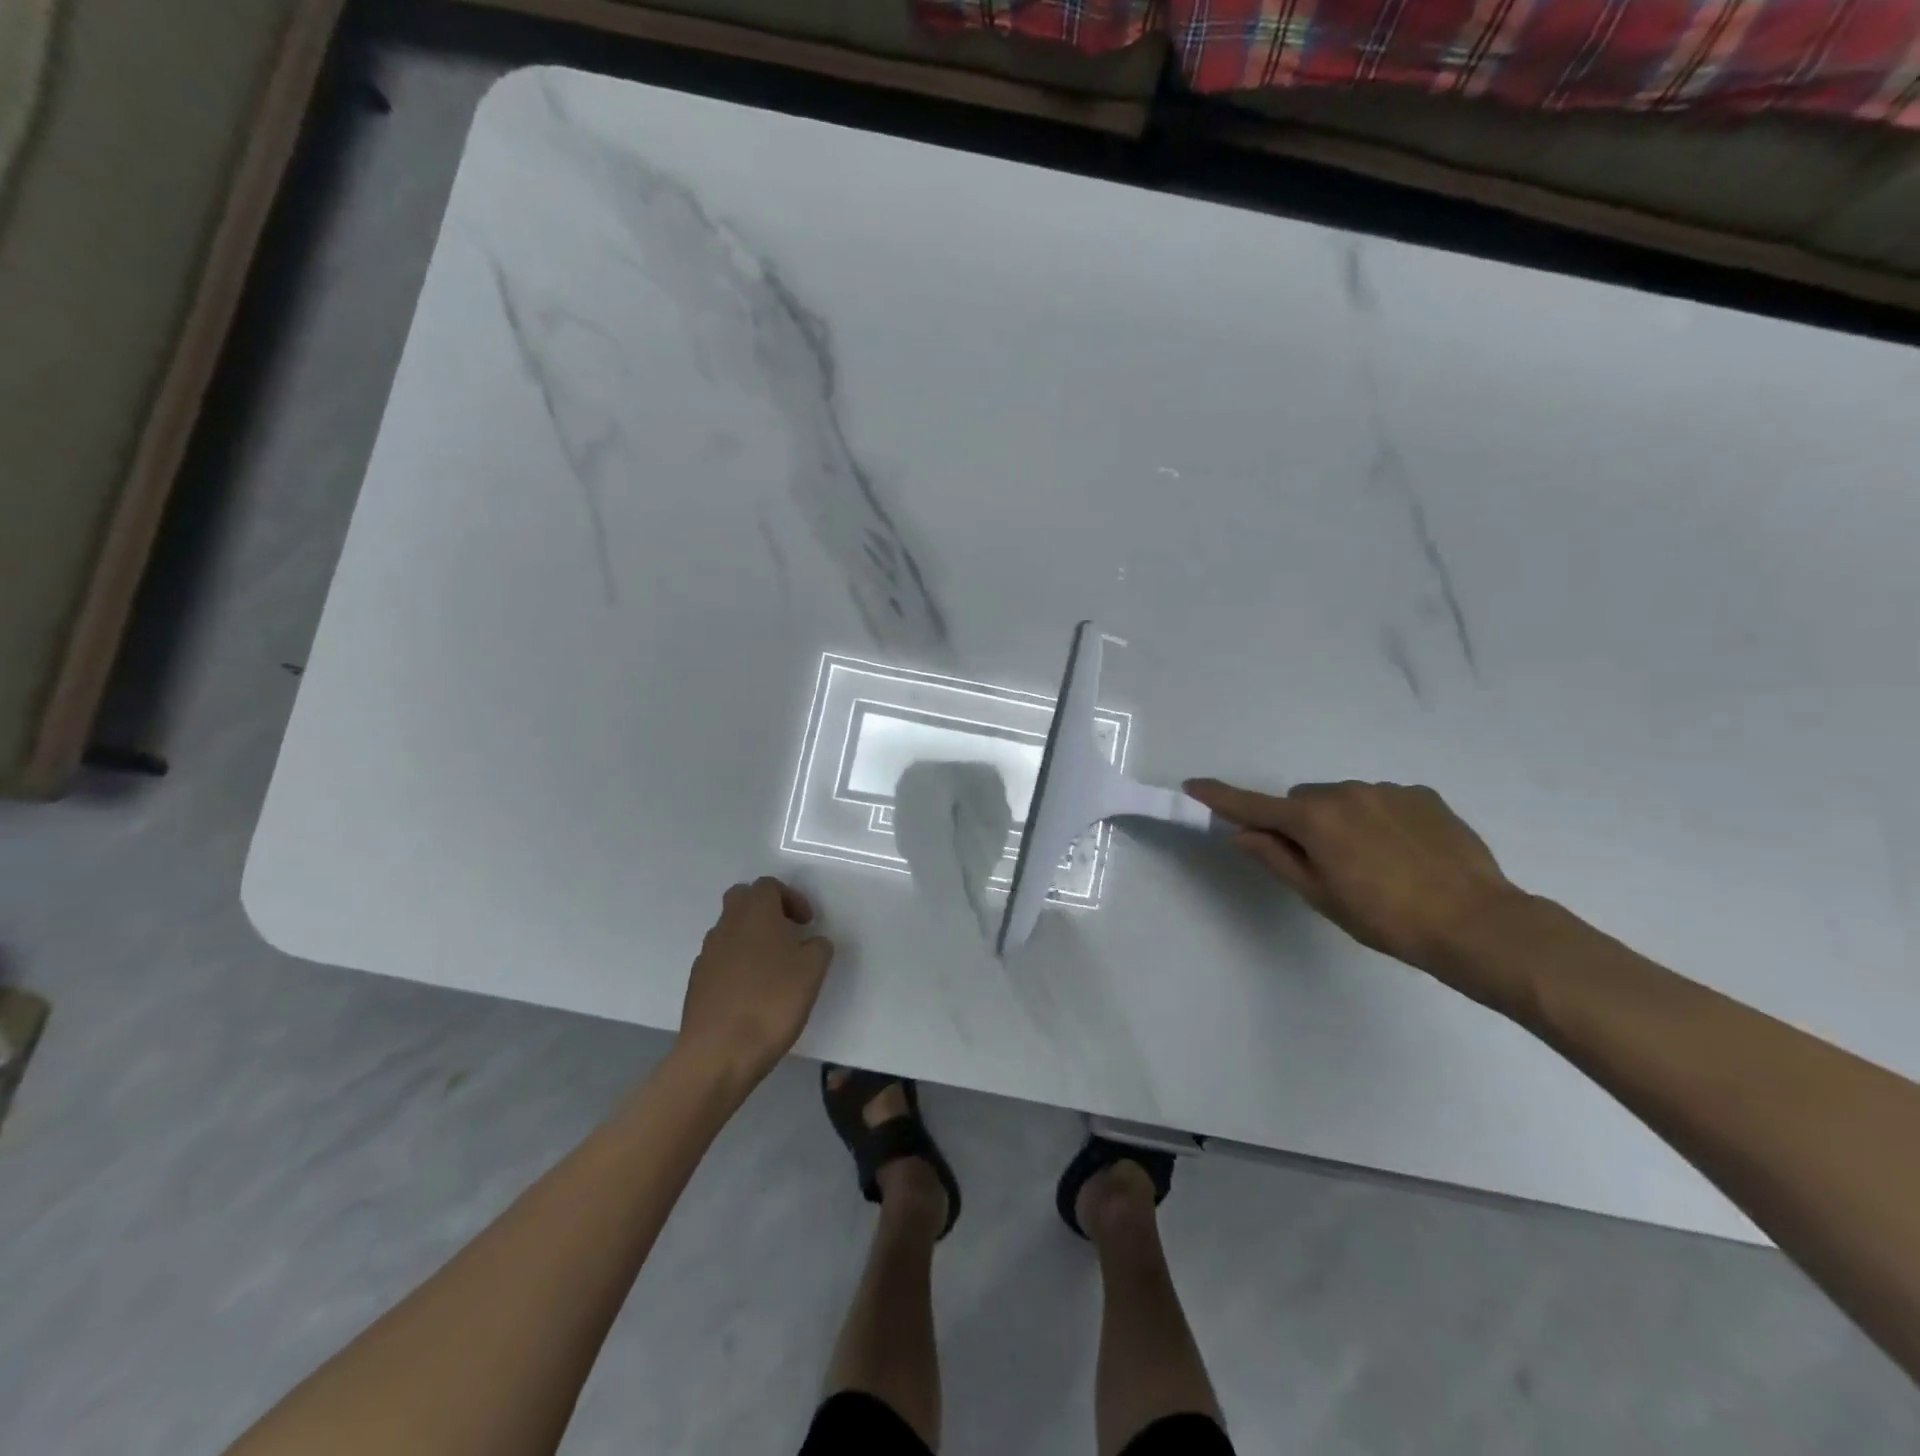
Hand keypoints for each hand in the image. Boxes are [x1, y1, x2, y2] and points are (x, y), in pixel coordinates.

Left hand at [676, 877, 834, 1091]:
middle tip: (787, 933)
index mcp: (755, 913)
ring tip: (773, 967)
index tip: (806, 924)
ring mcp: (707, 954)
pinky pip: (720, 959)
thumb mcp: (813, 971)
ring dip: (751, 938)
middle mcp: (726, 925)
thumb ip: (818, 947)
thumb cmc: (771, 1002)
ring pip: (729, 930)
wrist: (719, 1053)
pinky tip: (752, 992)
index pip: (768, 885)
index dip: (791, 898)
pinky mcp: (697, 983)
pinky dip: (737, 964)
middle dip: (765, 909)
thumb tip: (812, 942)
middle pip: (742, 899)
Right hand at [1185, 778, 1523, 989]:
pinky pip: (1382, 800)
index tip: (1192, 786)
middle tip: (1323, 864)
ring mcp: (1387, 790)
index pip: (1253, 805)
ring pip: (1343, 799)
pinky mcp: (1423, 795)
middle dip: (1301, 823)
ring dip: (1341, 821)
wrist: (1478, 923)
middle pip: (1302, 800)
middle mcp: (1345, 791)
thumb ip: (1276, 858)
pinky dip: (1378, 819)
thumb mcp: (1320, 895)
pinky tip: (1404, 854)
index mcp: (1315, 819)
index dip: (1220, 797)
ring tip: (1374, 863)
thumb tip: (1240, 834)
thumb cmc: (1386, 919)